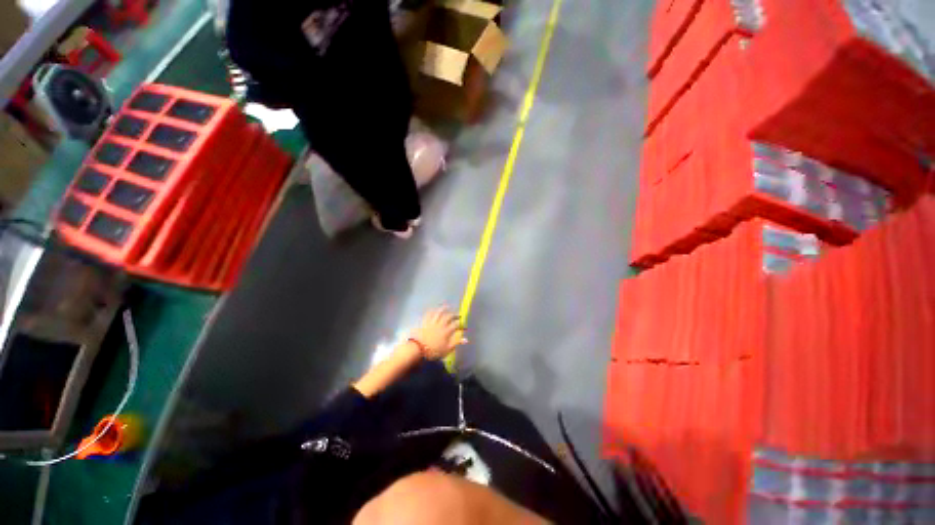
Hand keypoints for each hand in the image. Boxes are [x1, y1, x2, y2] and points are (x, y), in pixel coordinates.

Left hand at [408, 306, 466, 359]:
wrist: (418, 349)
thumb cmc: (433, 351)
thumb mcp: (447, 349)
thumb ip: (456, 343)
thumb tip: (466, 340)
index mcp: (446, 331)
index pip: (455, 325)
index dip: (460, 324)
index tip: (462, 324)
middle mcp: (440, 325)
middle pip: (448, 317)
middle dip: (453, 315)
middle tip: (457, 314)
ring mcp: (432, 322)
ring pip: (438, 313)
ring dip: (443, 309)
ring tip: (446, 306)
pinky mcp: (424, 322)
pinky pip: (429, 315)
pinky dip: (432, 311)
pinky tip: (433, 309)